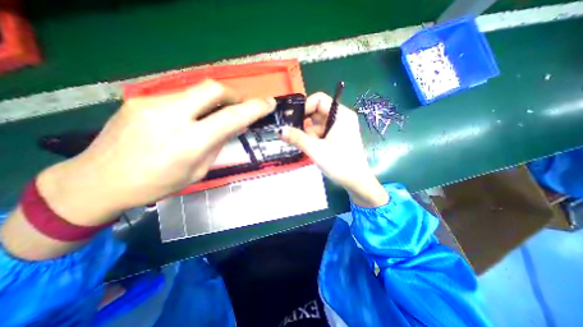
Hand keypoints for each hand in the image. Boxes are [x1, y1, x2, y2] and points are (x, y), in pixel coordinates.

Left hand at [38, 79, 275, 224]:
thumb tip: (235, 126)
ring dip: (215, 101)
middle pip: (213, 89)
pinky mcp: (140, 100)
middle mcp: (171, 117)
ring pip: (196, 90)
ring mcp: (152, 104)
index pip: (231, 118)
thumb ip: (217, 144)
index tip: (269, 103)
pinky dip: (196, 104)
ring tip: (217, 115)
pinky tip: (192, 118)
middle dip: (234, 94)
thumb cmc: (157, 184)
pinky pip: (180, 97)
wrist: (97, 180)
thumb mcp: (198, 170)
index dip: (254, 108)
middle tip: (241, 105)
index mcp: (189, 143)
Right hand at [282, 94, 388, 207]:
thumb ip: (297, 138)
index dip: (305, 106)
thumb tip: (279, 129)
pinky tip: (307, 147)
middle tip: (291, 132)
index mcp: (341, 115)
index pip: (319, 99)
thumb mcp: (316, 150)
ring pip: (317, 124)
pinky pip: (321, 132)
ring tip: (299, 143)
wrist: (356, 182)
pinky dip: (312, 138)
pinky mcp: (337, 137)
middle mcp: (341, 118)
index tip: (293, 119)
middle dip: (304, 122)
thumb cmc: (339, 163)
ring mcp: (339, 128)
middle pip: (317, 112)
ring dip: (307, 133)